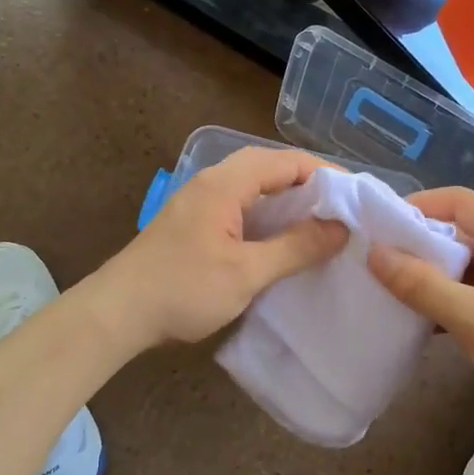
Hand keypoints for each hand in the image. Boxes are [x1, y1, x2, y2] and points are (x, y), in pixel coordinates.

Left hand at [98, 146, 346, 348]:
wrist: (117, 313)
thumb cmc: (183, 289)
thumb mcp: (247, 272)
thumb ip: (296, 247)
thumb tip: (341, 229)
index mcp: (225, 183)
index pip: (287, 161)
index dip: (325, 174)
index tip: (356, 198)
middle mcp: (213, 182)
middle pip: (270, 168)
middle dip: (309, 185)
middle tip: (342, 212)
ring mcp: (200, 201)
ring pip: (255, 188)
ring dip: (288, 201)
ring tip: (322, 225)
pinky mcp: (195, 223)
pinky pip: (241, 206)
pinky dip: (268, 216)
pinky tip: (283, 241)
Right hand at [368, 187, 473, 468]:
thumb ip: (423, 285)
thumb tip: (375, 253)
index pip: (462, 203)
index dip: (420, 205)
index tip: (380, 222)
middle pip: (461, 234)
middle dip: (420, 244)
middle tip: (375, 258)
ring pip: (464, 268)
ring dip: (429, 276)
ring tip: (386, 286)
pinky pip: (471, 296)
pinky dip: (444, 301)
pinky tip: (415, 318)